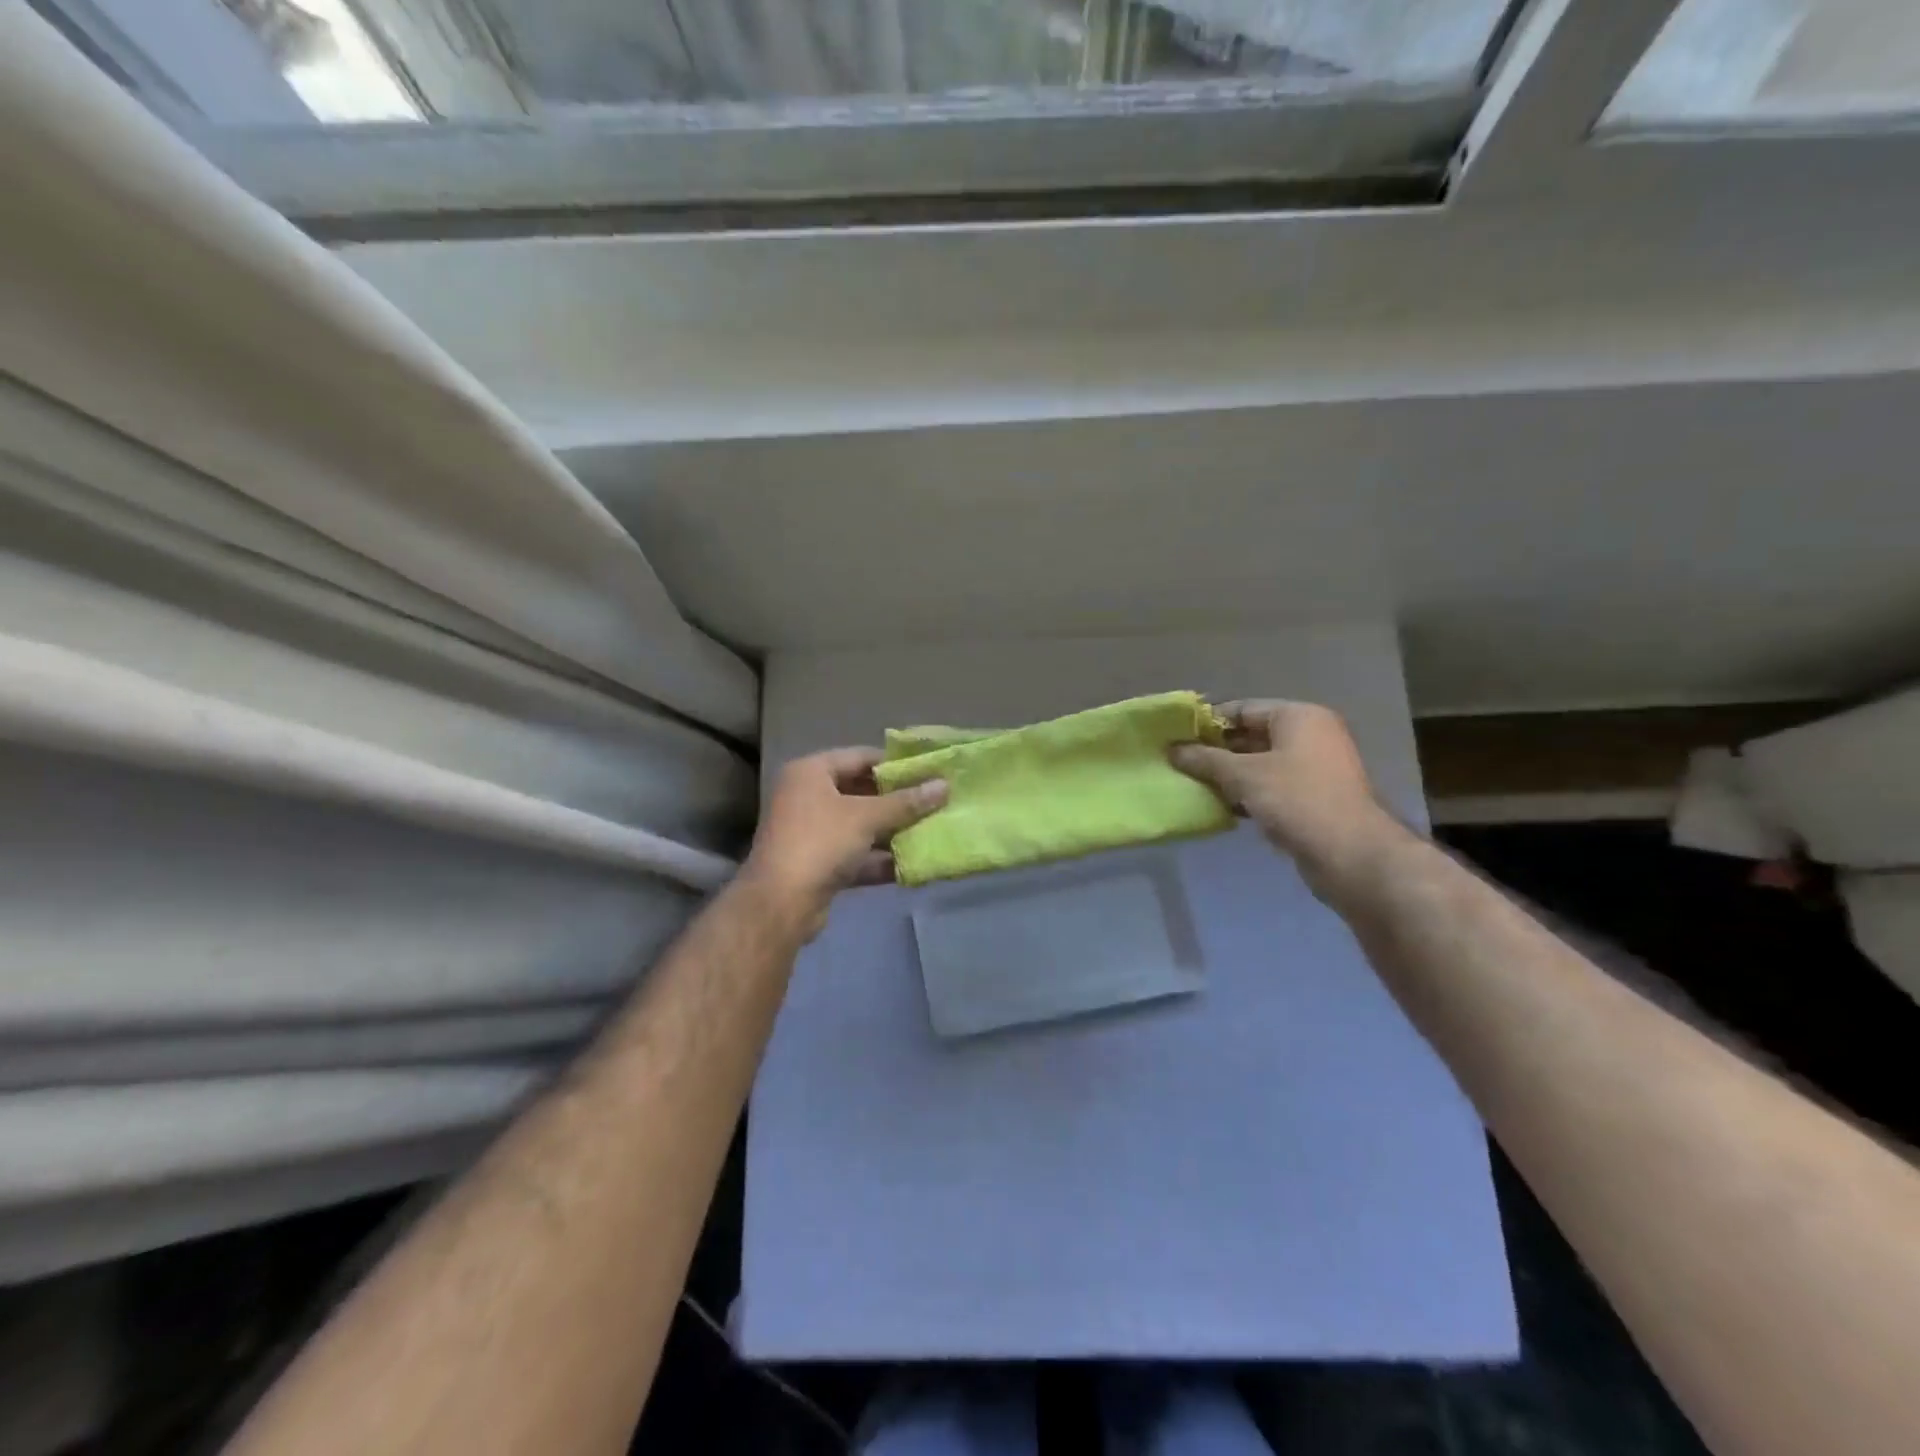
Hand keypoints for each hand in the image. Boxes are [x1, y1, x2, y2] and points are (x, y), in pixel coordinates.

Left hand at [742, 748, 947, 938]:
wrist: (780, 903)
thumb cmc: (821, 842)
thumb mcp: (867, 817)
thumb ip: (906, 802)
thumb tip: (944, 786)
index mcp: (810, 772)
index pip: (860, 756)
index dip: (895, 764)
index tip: (929, 770)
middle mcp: (807, 796)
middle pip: (860, 791)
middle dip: (897, 801)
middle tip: (935, 801)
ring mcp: (811, 832)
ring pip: (859, 825)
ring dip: (892, 831)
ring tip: (931, 831)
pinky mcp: (818, 864)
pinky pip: (855, 854)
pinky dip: (880, 859)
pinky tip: (912, 865)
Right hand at [1171, 700, 1396, 891]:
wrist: (1349, 854)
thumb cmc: (1296, 799)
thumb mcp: (1243, 775)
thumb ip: (1206, 759)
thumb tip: (1172, 750)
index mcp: (1299, 717)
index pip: (1243, 709)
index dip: (1208, 722)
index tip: (1177, 737)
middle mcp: (1311, 736)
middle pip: (1252, 735)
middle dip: (1216, 751)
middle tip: (1180, 763)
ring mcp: (1315, 768)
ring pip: (1260, 764)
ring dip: (1229, 775)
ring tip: (1194, 785)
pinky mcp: (1314, 798)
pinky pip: (1272, 786)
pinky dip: (1247, 793)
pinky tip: (1221, 806)